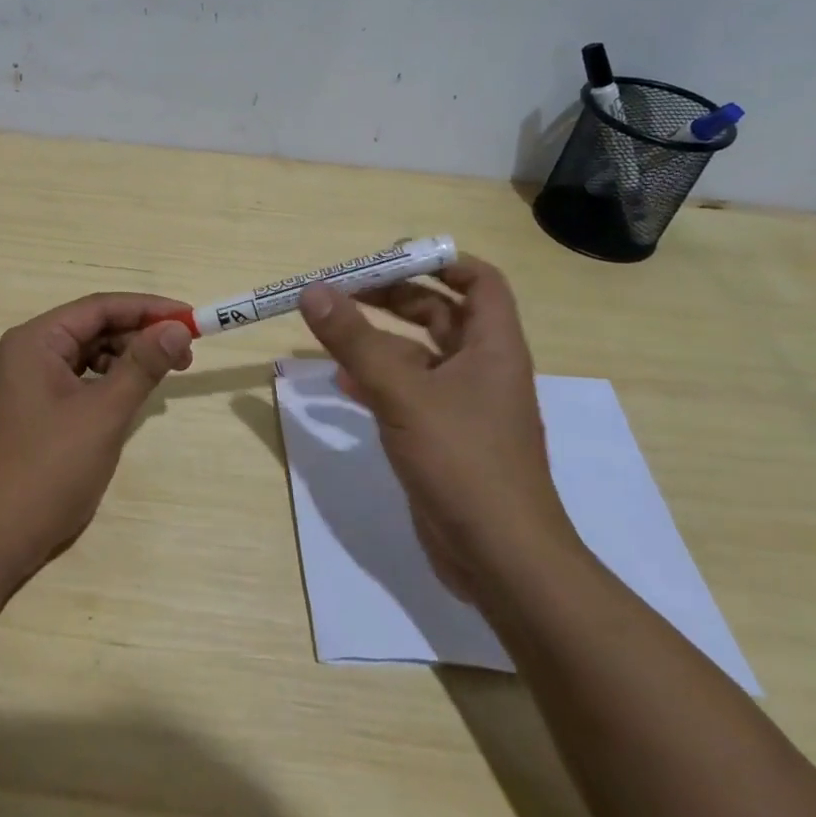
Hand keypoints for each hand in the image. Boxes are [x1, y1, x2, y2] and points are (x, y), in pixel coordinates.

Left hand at [0, 293, 193, 592]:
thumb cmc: (47, 471)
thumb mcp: (103, 414)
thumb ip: (142, 366)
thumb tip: (178, 329)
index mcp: (35, 341)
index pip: (99, 307)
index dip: (149, 308)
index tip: (191, 318)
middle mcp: (26, 354)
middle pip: (91, 329)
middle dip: (139, 337)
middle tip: (185, 356)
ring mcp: (24, 386)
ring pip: (85, 357)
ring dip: (125, 361)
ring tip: (162, 378)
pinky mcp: (29, 415)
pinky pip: (75, 384)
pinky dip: (106, 385)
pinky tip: (128, 400)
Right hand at [297, 256, 575, 601]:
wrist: (501, 559)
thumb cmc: (463, 463)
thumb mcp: (403, 394)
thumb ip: (355, 341)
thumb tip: (313, 291)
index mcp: (493, 347)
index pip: (479, 281)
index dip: (439, 261)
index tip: (388, 257)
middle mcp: (482, 368)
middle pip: (440, 312)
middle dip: (394, 296)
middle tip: (344, 291)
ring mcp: (463, 405)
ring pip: (418, 354)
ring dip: (378, 339)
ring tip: (330, 330)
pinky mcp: (443, 436)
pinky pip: (407, 392)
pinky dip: (376, 380)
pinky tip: (340, 383)